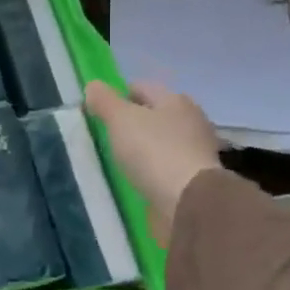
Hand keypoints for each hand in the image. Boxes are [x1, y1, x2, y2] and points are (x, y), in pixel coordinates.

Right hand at [83, 81, 221, 241]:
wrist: (188, 203)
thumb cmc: (153, 151)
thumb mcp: (119, 118)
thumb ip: (104, 100)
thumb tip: (93, 86)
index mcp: (176, 100)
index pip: (140, 88)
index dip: (117, 96)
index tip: (98, 114)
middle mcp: (191, 121)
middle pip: (153, 115)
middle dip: (131, 123)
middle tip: (106, 136)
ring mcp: (196, 151)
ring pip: (159, 141)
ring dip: (142, 147)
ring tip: (119, 159)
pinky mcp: (195, 179)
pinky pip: (165, 165)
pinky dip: (151, 169)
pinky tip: (137, 178)